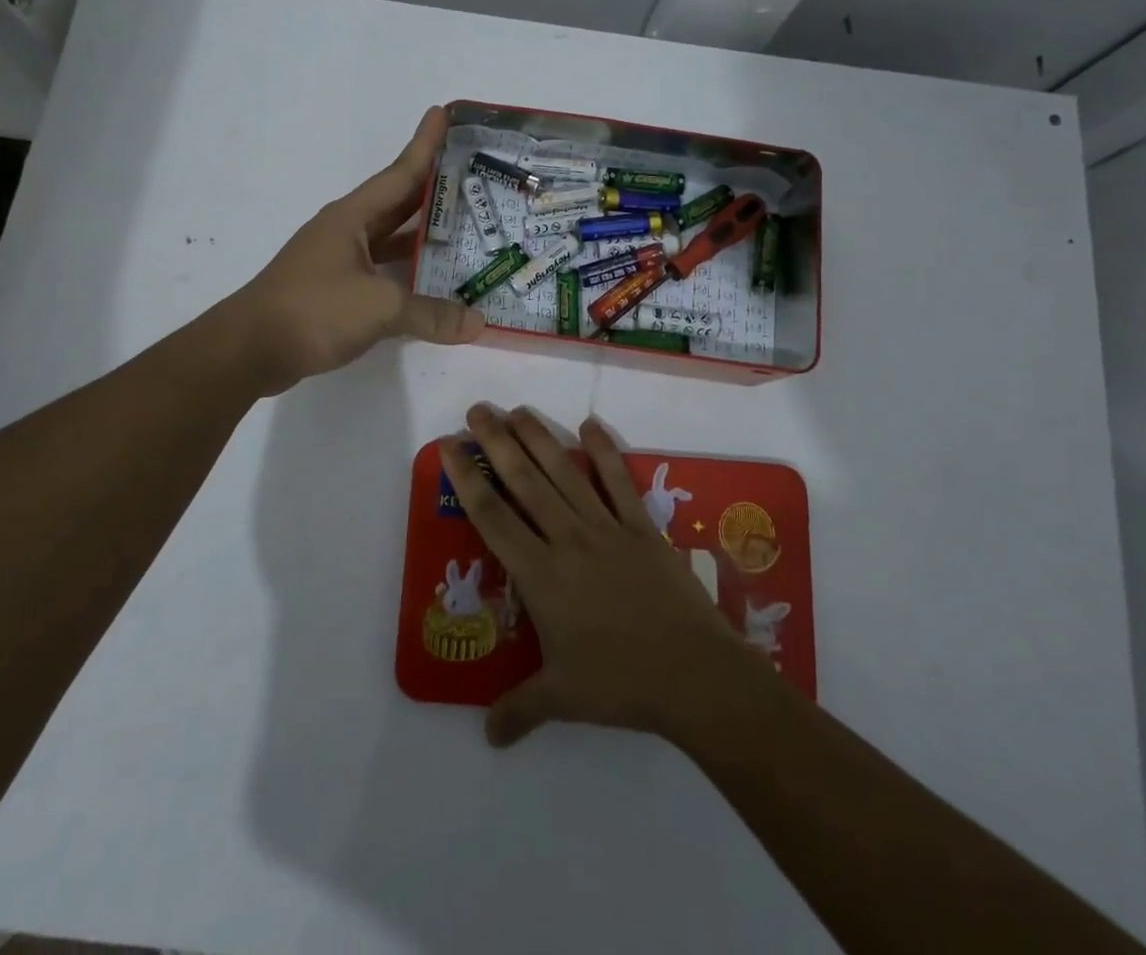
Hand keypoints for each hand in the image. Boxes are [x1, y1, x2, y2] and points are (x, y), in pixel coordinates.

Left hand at [232, 106, 485, 393]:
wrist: (250, 348)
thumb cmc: (312, 309)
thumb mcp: (379, 308)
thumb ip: (430, 314)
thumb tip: (478, 323)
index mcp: (352, 217)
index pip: (400, 173)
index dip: (425, 143)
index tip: (444, 113)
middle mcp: (346, 230)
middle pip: (398, 201)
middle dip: (433, 188)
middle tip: (472, 176)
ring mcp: (339, 260)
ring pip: (391, 238)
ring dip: (423, 233)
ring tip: (464, 228)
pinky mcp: (336, 289)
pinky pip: (383, 270)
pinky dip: (408, 271)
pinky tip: (432, 280)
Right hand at [440, 406, 764, 747]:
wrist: (695, 676)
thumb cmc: (621, 685)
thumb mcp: (561, 698)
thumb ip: (518, 710)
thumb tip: (487, 736)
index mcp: (540, 575)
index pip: (493, 516)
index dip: (467, 478)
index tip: (450, 445)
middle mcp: (567, 539)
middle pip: (525, 480)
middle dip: (497, 442)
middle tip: (477, 409)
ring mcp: (607, 527)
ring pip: (565, 472)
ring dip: (539, 437)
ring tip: (517, 409)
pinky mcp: (642, 527)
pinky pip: (619, 481)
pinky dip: (605, 450)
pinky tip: (591, 423)